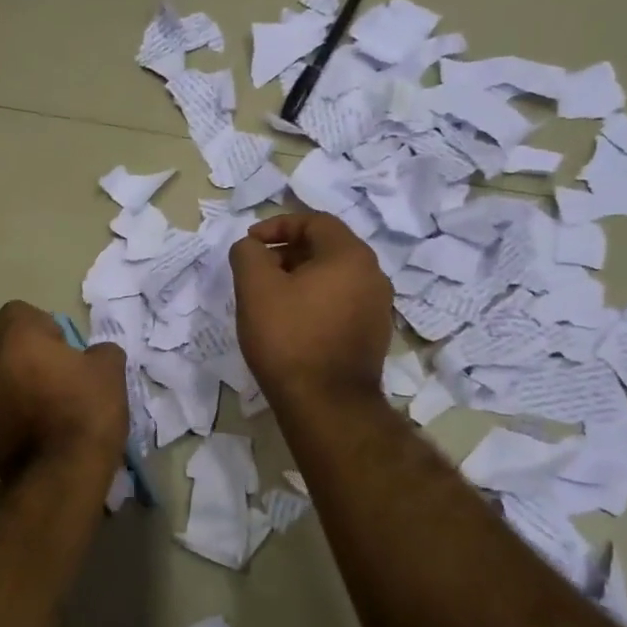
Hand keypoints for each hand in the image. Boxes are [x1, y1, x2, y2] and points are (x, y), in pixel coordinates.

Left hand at [0, 301, 128, 479]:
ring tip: (57, 409)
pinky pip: (4, 411)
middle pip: (10, 348)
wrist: (59, 475)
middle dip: (33, 357)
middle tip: (66, 377)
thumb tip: (94, 355)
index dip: (41, 323)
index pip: (16, 312)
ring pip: (5, 380)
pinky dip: (20, 415)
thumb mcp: (110, 371)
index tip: (64, 344)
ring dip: (25, 387)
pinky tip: (47, 433)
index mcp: (19, 340)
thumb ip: (100, 352)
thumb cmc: (85, 410)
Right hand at [229, 212, 391, 404]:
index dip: (277, 226)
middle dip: (287, 253)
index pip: (315, 221)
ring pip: (333, 277)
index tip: (250, 243)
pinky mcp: (373, 335)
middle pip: (326, 248)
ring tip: (269, 298)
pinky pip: (341, 303)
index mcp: (350, 255)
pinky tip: (292, 323)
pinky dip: (315, 301)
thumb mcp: (255, 288)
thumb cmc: (289, 338)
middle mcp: (373, 275)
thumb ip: (248, 254)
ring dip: (300, 278)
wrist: (327, 404)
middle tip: (257, 271)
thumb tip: (252, 247)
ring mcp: (378, 307)